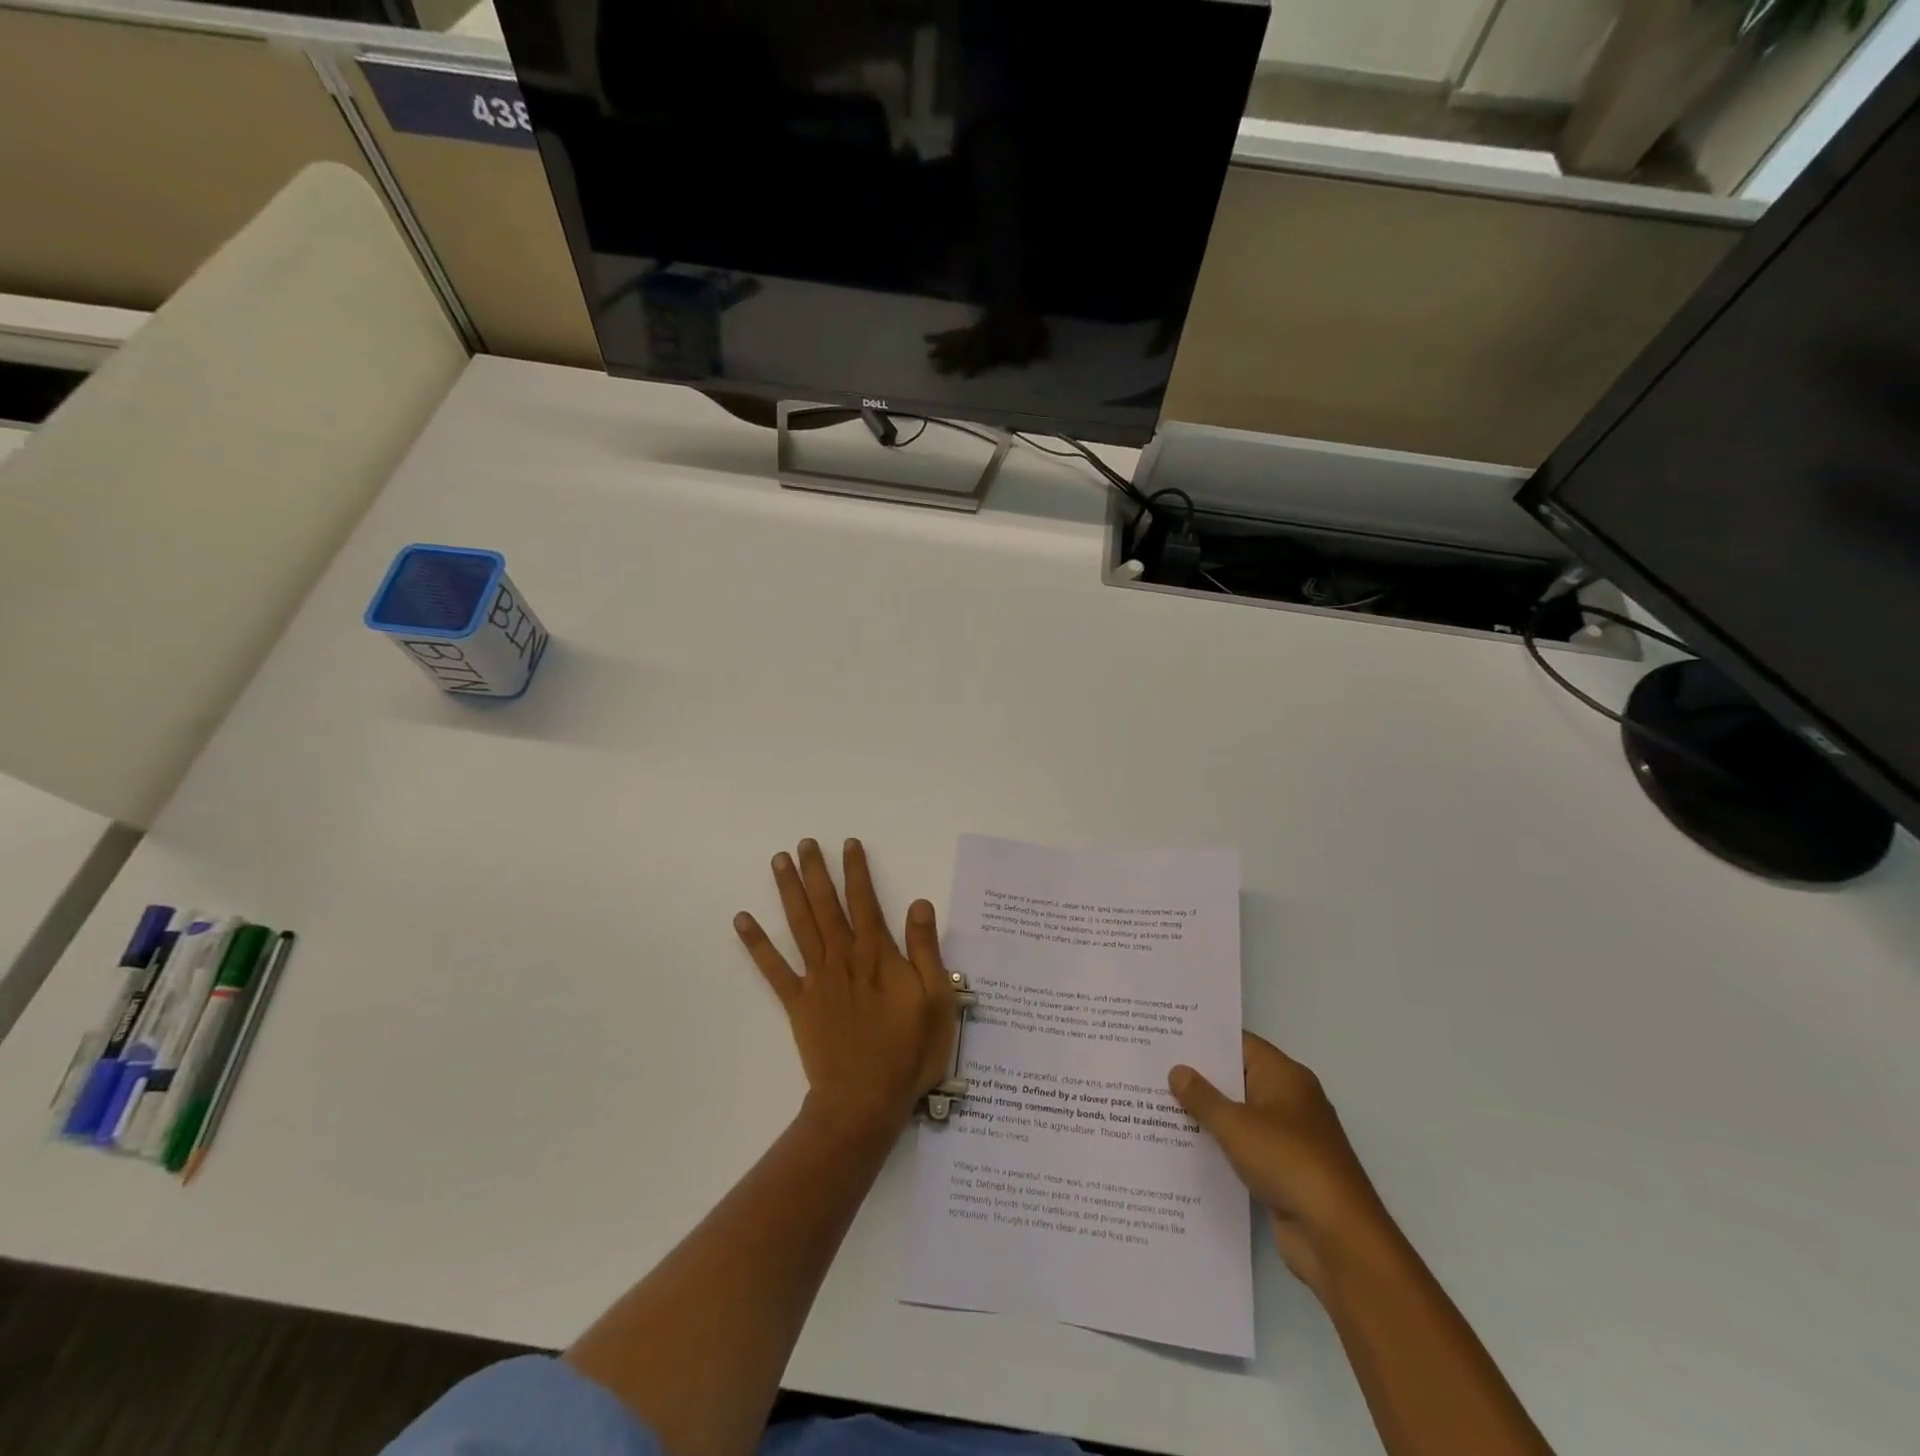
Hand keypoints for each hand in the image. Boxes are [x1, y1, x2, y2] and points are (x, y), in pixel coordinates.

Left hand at [736, 839, 958, 1138]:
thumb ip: (925, 949)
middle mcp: (843, 957)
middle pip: (827, 905)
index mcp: (877, 954)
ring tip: (778, 862)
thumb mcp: (936, 999)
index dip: (857, 870)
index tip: (848, 844)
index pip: (865, 901)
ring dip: (789, 891)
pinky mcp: (798, 1003)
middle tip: (804, 842)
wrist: (866, 1100)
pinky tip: (743, 920)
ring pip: (800, 925)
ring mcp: (817, 979)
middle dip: (816, 871)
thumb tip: (918, 902)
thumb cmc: (909, 1051)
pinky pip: (773, 968)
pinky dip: (757, 943)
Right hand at [1171, 1033, 1395, 1291]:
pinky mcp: (1283, 1172)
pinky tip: (1183, 1145)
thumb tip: (1177, 1070)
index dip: (1205, 1039)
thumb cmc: (1288, 1161)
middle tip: (1154, 1067)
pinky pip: (1243, 1148)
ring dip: (1207, 1114)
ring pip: (1239, 1115)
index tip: (1168, 1035)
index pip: (1240, 1044)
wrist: (1336, 1237)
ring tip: (1158, 1103)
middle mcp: (1289, 1101)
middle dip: (1200, 1077)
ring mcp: (1288, 1138)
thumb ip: (1203, 1097)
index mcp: (1285, 1077)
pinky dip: (1219, 1145)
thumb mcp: (1236, 1124)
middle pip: (1238, 1078)